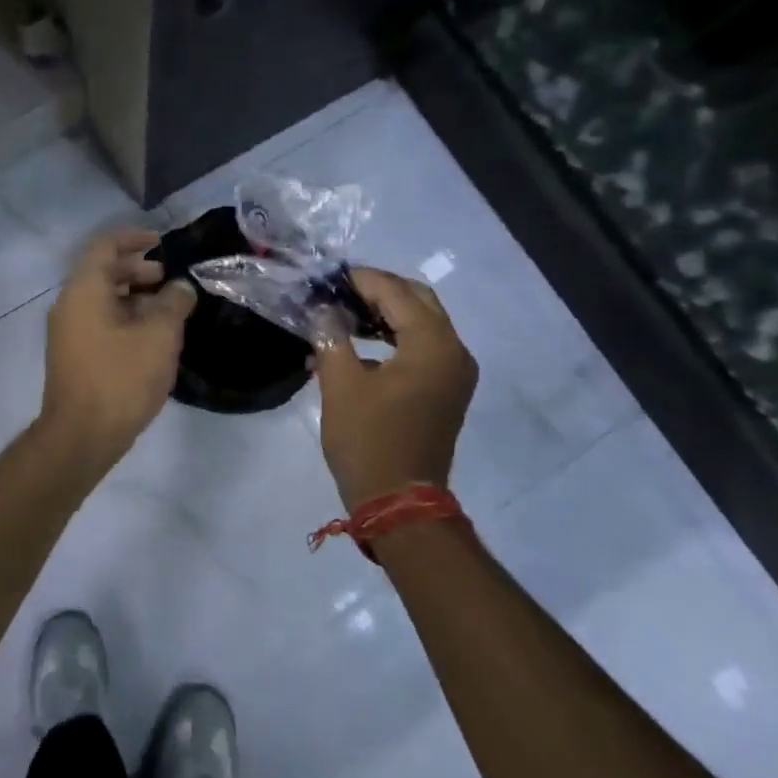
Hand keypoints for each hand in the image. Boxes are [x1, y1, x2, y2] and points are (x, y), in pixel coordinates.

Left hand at [39, 228, 196, 466]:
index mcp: (84, 290)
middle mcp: (70, 305)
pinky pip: (100, 322)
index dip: (133, 238)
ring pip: (102, 300)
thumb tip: (180, 288)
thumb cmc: (121, 378)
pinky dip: (125, 318)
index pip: (105, 246)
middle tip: (169, 280)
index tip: (161, 242)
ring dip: (134, 298)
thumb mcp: (159, 336)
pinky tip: (152, 338)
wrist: (82, 435)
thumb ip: (173, 303)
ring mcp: (68, 332)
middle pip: (103, 272)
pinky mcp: (74, 356)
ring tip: (167, 310)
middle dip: (138, 270)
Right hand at [315, 268, 478, 508]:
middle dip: (379, 291)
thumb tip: (322, 309)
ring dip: (386, 314)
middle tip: (339, 291)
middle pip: (418, 302)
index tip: (328, 276)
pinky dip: (395, 339)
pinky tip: (360, 345)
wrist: (399, 501)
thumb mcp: (341, 384)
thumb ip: (331, 336)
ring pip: (423, 324)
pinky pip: (423, 348)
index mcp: (433, 345)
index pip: (397, 293)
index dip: (362, 279)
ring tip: (343, 314)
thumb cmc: (368, 440)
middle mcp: (454, 351)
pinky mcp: (447, 391)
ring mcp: (455, 373)